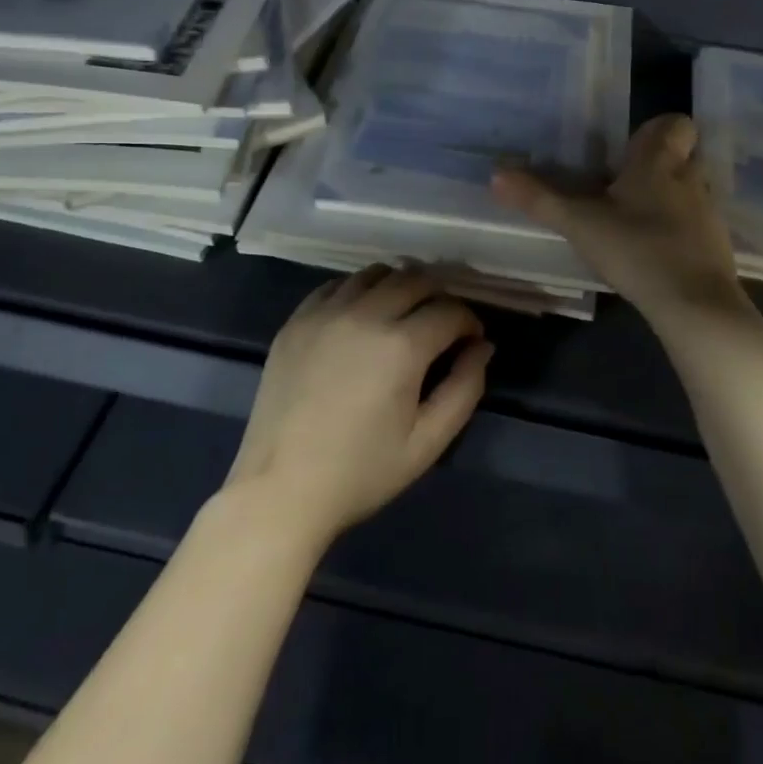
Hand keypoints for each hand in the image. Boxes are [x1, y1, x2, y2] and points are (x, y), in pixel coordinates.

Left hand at [226, 265, 491, 547]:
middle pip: (415, 279)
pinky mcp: (296, 320)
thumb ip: (465, 388)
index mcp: (401, 346)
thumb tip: (482, 346)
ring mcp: (325, 313)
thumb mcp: (428, 442)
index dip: (468, 322)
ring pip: (375, 274)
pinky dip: (359, 291)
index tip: (470, 341)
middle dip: (438, 295)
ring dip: (399, 286)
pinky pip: (336, 285)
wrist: (280, 489)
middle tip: (441, 324)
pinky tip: (361, 317)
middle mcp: (364, 315)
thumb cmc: (361, 472)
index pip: (449, 310)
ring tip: (402, 315)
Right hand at [492, 113, 750, 328]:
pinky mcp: (716, 245)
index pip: (675, 124)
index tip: (626, 151)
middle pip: (682, 156)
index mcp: (659, 161)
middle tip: (621, 186)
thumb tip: (496, 174)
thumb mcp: (579, 224)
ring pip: (689, 190)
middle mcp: (690, 178)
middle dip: (656, 166)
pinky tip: (652, 251)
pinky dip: (678, 230)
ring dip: (667, 199)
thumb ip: (539, 199)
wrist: (695, 304)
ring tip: (632, 221)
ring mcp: (708, 213)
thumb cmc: (637, 248)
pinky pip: (696, 224)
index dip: (655, 131)